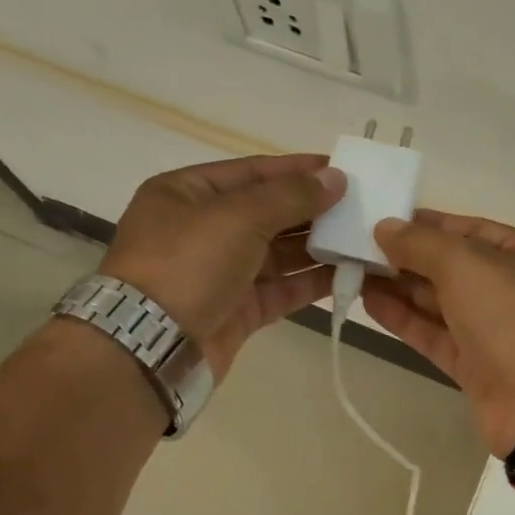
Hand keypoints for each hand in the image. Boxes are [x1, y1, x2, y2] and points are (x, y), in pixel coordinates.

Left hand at [99, 155, 344, 379]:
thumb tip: (335, 178)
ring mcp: (221, 272)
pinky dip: (311, 282)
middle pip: (268, 212)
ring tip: (361, 240)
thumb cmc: (187, 264)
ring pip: (278, 253)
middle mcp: (203, 229)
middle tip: (360, 207)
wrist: (153, 344)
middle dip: (312, 210)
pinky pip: (281, 288)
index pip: (252, 171)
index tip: (342, 169)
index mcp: (187, 193)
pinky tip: (345, 274)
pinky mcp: (238, 310)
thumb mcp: (237, 217)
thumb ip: (290, 196)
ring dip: (318, 247)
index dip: (297, 169)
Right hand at [362, 210, 514, 453]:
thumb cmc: (513, 318)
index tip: (382, 220)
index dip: (427, 224)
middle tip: (356, 246)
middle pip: (451, 267)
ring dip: (399, 286)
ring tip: (352, 270)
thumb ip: (422, 244)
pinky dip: (404, 318)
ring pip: (439, 302)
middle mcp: (511, 290)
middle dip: (407, 257)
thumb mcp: (468, 264)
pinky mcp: (472, 365)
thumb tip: (384, 228)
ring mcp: (492, 331)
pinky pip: (433, 334)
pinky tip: (369, 301)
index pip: (470, 230)